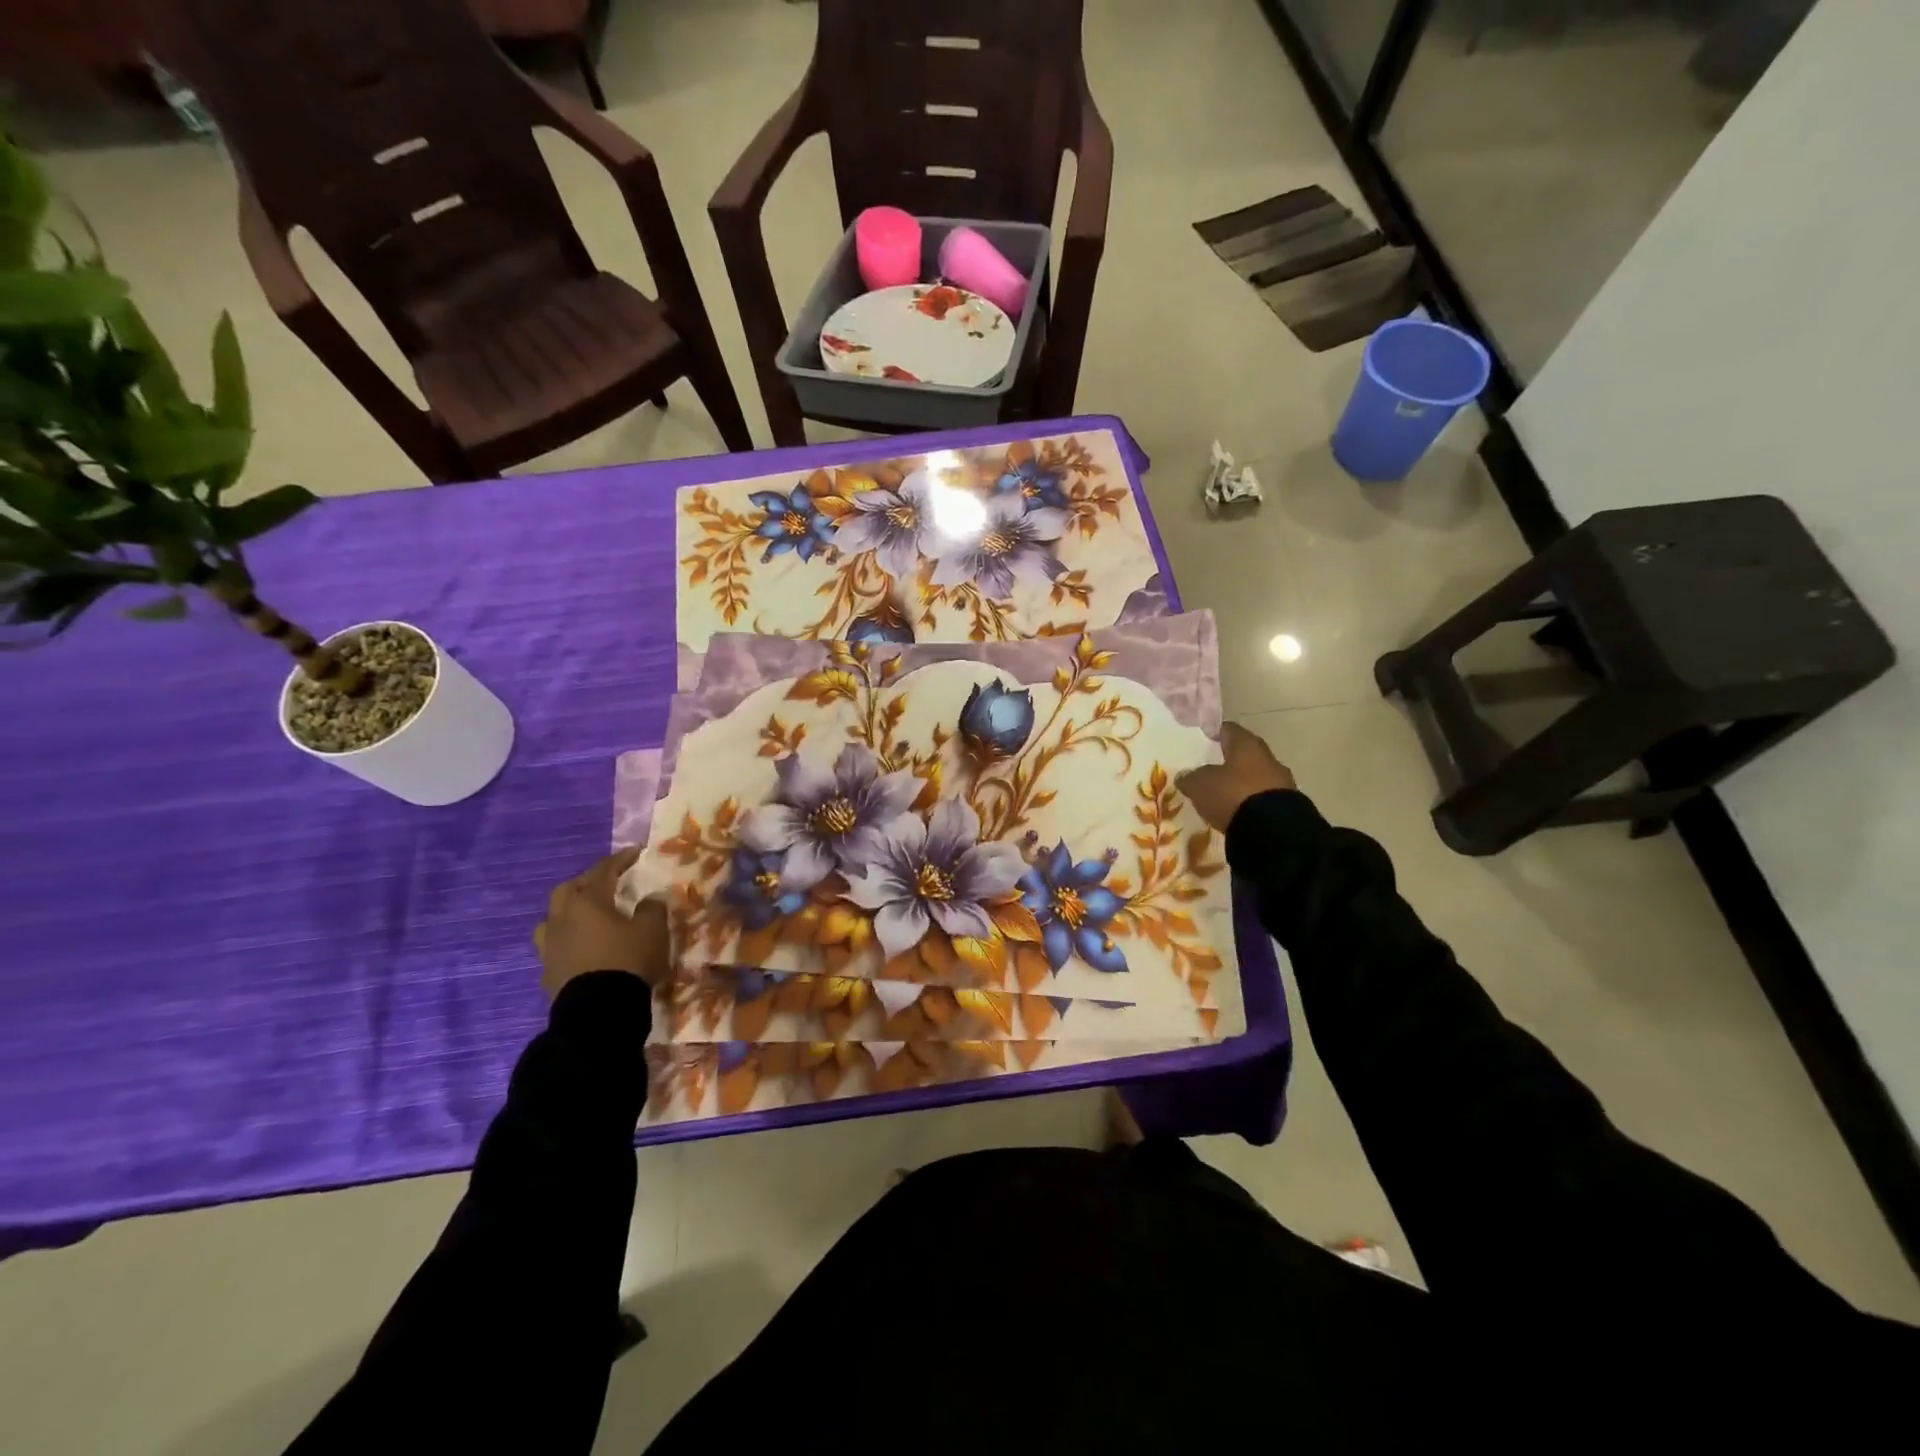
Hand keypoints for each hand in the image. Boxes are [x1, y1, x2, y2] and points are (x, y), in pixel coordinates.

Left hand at [534, 847, 669, 997]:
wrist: (598, 1012)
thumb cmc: (628, 961)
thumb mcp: (652, 930)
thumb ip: (652, 908)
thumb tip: (649, 898)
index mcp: (588, 902)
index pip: (603, 871)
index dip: (620, 859)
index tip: (636, 852)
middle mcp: (562, 919)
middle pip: (568, 890)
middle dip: (587, 883)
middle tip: (607, 884)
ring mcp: (550, 947)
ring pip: (552, 919)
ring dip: (569, 913)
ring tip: (587, 917)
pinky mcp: (548, 973)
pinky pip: (556, 947)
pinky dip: (569, 941)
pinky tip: (583, 948)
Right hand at [1178, 722, 1296, 832]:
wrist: (1273, 830)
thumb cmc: (1232, 794)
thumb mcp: (1200, 784)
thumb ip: (1191, 777)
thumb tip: (1185, 776)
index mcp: (1247, 744)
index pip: (1229, 730)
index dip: (1216, 732)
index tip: (1204, 738)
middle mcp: (1268, 758)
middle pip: (1246, 755)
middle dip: (1230, 761)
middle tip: (1211, 769)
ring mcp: (1282, 782)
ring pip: (1256, 777)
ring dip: (1242, 784)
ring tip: (1223, 796)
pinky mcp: (1288, 806)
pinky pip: (1263, 798)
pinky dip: (1251, 802)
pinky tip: (1239, 812)